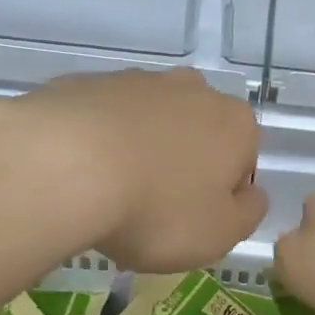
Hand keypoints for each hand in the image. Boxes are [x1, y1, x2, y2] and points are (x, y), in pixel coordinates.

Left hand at [19, 68, 266, 272]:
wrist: (63, 166)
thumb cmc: (156, 208)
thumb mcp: (219, 234)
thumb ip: (248, 214)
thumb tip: (251, 195)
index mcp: (235, 123)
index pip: (243, 161)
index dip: (220, 196)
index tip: (191, 221)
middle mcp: (195, 90)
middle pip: (198, 134)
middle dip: (183, 165)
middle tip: (152, 208)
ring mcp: (139, 80)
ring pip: (150, 122)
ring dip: (141, 150)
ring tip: (109, 194)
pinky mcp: (89, 82)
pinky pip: (104, 118)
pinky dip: (98, 141)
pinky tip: (78, 173)